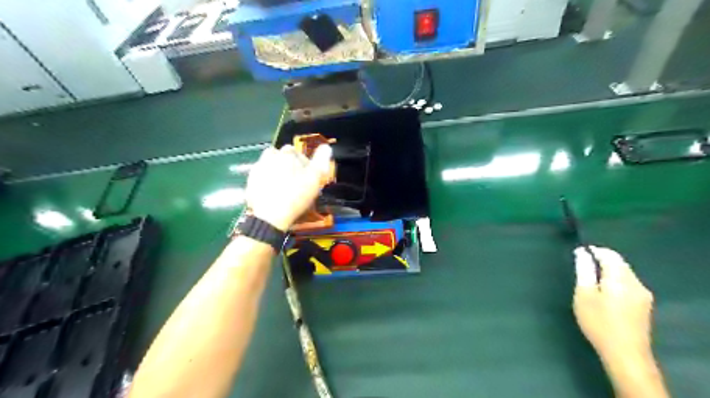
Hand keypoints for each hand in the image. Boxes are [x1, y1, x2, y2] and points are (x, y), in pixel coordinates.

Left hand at [244, 143, 332, 229]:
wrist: (270, 217)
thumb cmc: (296, 196)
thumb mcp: (314, 179)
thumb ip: (320, 161)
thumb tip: (326, 146)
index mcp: (286, 154)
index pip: (295, 151)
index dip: (302, 162)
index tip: (307, 175)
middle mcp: (269, 157)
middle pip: (280, 157)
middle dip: (287, 165)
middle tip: (295, 181)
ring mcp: (257, 170)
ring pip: (269, 166)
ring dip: (275, 172)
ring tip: (283, 187)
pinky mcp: (249, 183)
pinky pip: (260, 179)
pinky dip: (266, 183)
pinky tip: (273, 194)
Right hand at [570, 246, 653, 367]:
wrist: (625, 353)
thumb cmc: (599, 322)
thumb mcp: (584, 294)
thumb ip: (584, 271)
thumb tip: (582, 253)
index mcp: (620, 278)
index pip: (609, 255)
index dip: (593, 251)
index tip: (577, 253)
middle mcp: (636, 283)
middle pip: (619, 263)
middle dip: (601, 260)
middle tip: (581, 267)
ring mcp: (643, 295)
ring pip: (624, 273)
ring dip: (608, 271)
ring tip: (590, 280)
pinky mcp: (644, 305)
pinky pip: (629, 284)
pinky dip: (615, 281)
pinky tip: (605, 292)